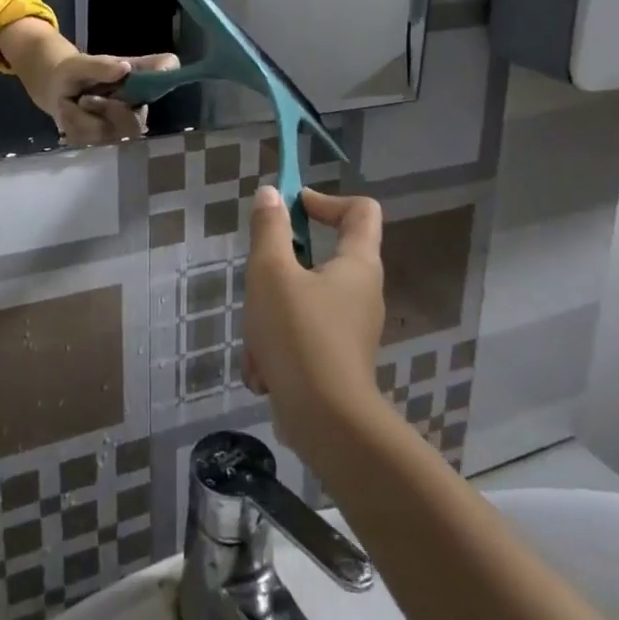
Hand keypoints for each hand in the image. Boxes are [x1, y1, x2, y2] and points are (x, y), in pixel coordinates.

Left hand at [42, 51, 179, 144]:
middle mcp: (139, 103)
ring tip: (75, 103)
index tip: (160, 72)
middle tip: (85, 99)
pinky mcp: (107, 141)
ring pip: (109, 133)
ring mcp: (125, 126)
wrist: (57, 89)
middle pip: (136, 122)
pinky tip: (72, 114)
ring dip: (83, 118)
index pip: (167, 68)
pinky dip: (74, 125)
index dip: (167, 74)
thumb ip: (100, 66)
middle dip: (108, 111)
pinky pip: (90, 140)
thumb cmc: (76, 72)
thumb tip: (124, 68)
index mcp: (140, 77)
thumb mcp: (80, 65)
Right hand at [242, 186, 387, 461]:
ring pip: (303, 302)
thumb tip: (271, 194)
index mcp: (358, 264)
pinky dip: (279, 348)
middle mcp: (362, 292)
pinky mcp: (337, 361)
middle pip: (322, 257)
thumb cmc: (300, 335)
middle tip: (259, 280)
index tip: (290, 209)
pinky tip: (263, 371)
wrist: (326, 424)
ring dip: (271, 316)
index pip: (361, 210)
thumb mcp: (271, 272)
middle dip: (281, 268)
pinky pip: (303, 337)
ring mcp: (351, 329)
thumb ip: (269, 230)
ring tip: (256, 341)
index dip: (325, 199)